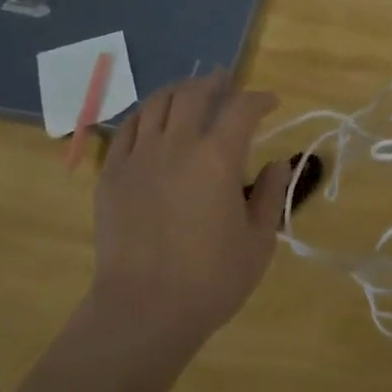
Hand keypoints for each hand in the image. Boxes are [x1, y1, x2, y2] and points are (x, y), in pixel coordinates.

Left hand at [91, 73, 289, 348]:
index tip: (270, 102)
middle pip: (194, 94)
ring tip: (189, 92)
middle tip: (226, 82)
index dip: (259, 99)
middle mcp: (176, 144)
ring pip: (156, 103)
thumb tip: (279, 163)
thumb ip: (271, 195)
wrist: (143, 309)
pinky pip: (127, 129)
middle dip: (215, 82)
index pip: (241, 109)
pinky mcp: (111, 173)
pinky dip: (145, 116)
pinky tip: (152, 121)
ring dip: (178, 91)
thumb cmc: (210, 280)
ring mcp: (138, 155)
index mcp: (217, 158)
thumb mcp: (258, 242)